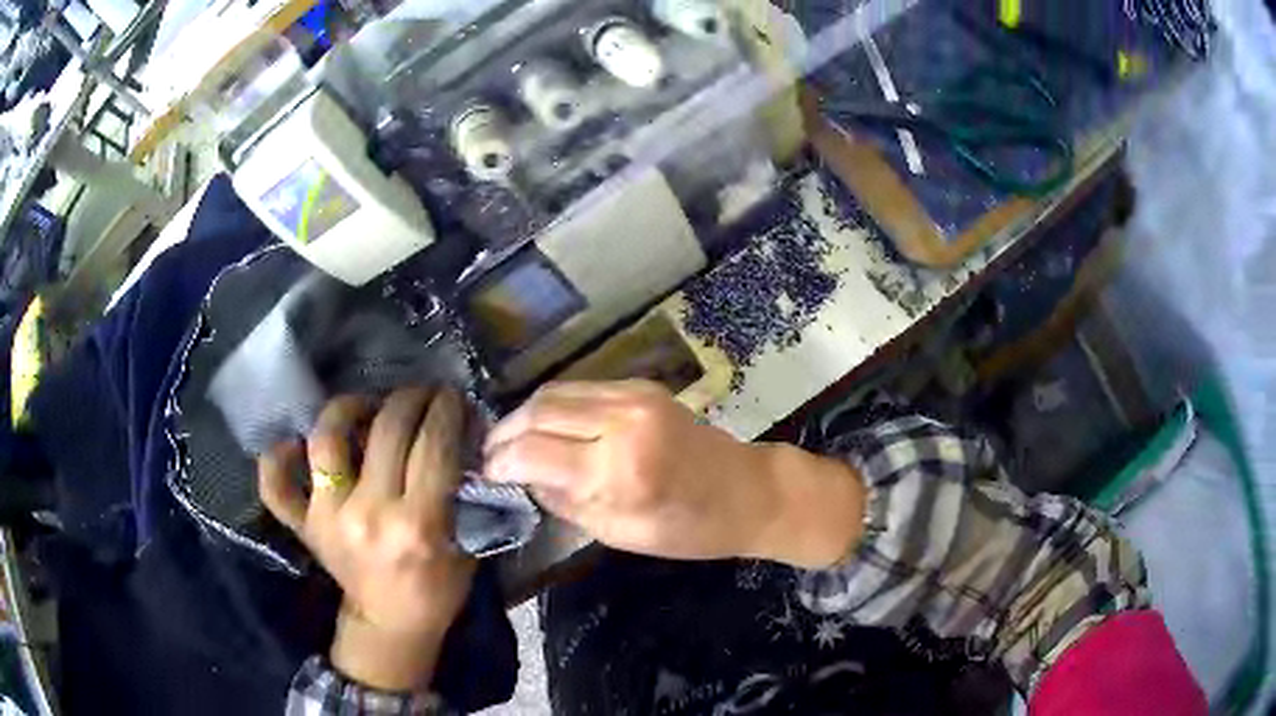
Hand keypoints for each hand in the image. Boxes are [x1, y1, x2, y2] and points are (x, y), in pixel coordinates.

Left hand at [257, 387, 474, 691]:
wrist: (391, 625)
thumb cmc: (436, 589)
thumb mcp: (467, 546)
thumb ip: (463, 493)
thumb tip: (462, 436)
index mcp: (418, 525)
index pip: (434, 444)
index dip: (446, 409)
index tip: (452, 396)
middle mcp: (369, 514)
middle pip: (387, 429)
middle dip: (411, 398)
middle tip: (421, 394)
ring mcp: (328, 517)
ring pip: (327, 438)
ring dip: (349, 408)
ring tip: (366, 406)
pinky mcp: (304, 526)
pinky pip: (276, 485)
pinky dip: (278, 458)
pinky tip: (296, 443)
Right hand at [483, 381, 865, 568]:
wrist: (747, 491)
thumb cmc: (688, 529)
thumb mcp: (618, 533)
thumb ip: (564, 501)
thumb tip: (522, 478)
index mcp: (619, 469)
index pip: (532, 452)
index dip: (500, 461)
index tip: (485, 474)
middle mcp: (622, 420)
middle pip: (537, 411)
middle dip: (505, 433)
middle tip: (489, 455)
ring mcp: (633, 395)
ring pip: (554, 392)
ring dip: (525, 415)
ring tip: (510, 440)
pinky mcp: (640, 386)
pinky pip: (580, 389)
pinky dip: (553, 405)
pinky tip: (545, 426)